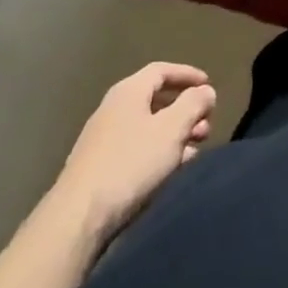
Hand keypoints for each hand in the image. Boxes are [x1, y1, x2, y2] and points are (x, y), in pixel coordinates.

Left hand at [45, 63, 216, 251]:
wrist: (78, 217)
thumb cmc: (130, 163)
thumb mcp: (171, 129)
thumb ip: (193, 104)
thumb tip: (206, 91)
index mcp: (129, 91)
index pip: (162, 70)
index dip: (187, 74)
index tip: (209, 85)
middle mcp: (114, 108)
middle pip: (156, 99)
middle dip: (185, 109)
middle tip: (207, 124)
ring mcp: (104, 139)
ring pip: (149, 126)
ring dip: (175, 133)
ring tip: (196, 148)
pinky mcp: (100, 167)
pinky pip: (138, 148)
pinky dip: (159, 151)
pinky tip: (173, 168)